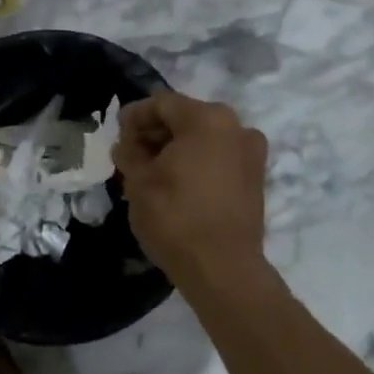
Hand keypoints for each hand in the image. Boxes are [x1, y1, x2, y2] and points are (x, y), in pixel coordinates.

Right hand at [113, 91, 267, 285]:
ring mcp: (251, 153)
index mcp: (207, 119)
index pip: (161, 104)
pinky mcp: (255, 178)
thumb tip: (127, 144)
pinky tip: (176, 183)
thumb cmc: (175, 217)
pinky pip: (219, 157)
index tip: (117, 135)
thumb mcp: (138, 181)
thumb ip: (129, 152)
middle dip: (155, 132)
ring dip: (175, 148)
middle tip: (131, 154)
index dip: (134, 116)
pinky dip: (196, 162)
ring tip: (151, 171)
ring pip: (203, 138)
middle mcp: (236, 127)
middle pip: (185, 117)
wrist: (222, 269)